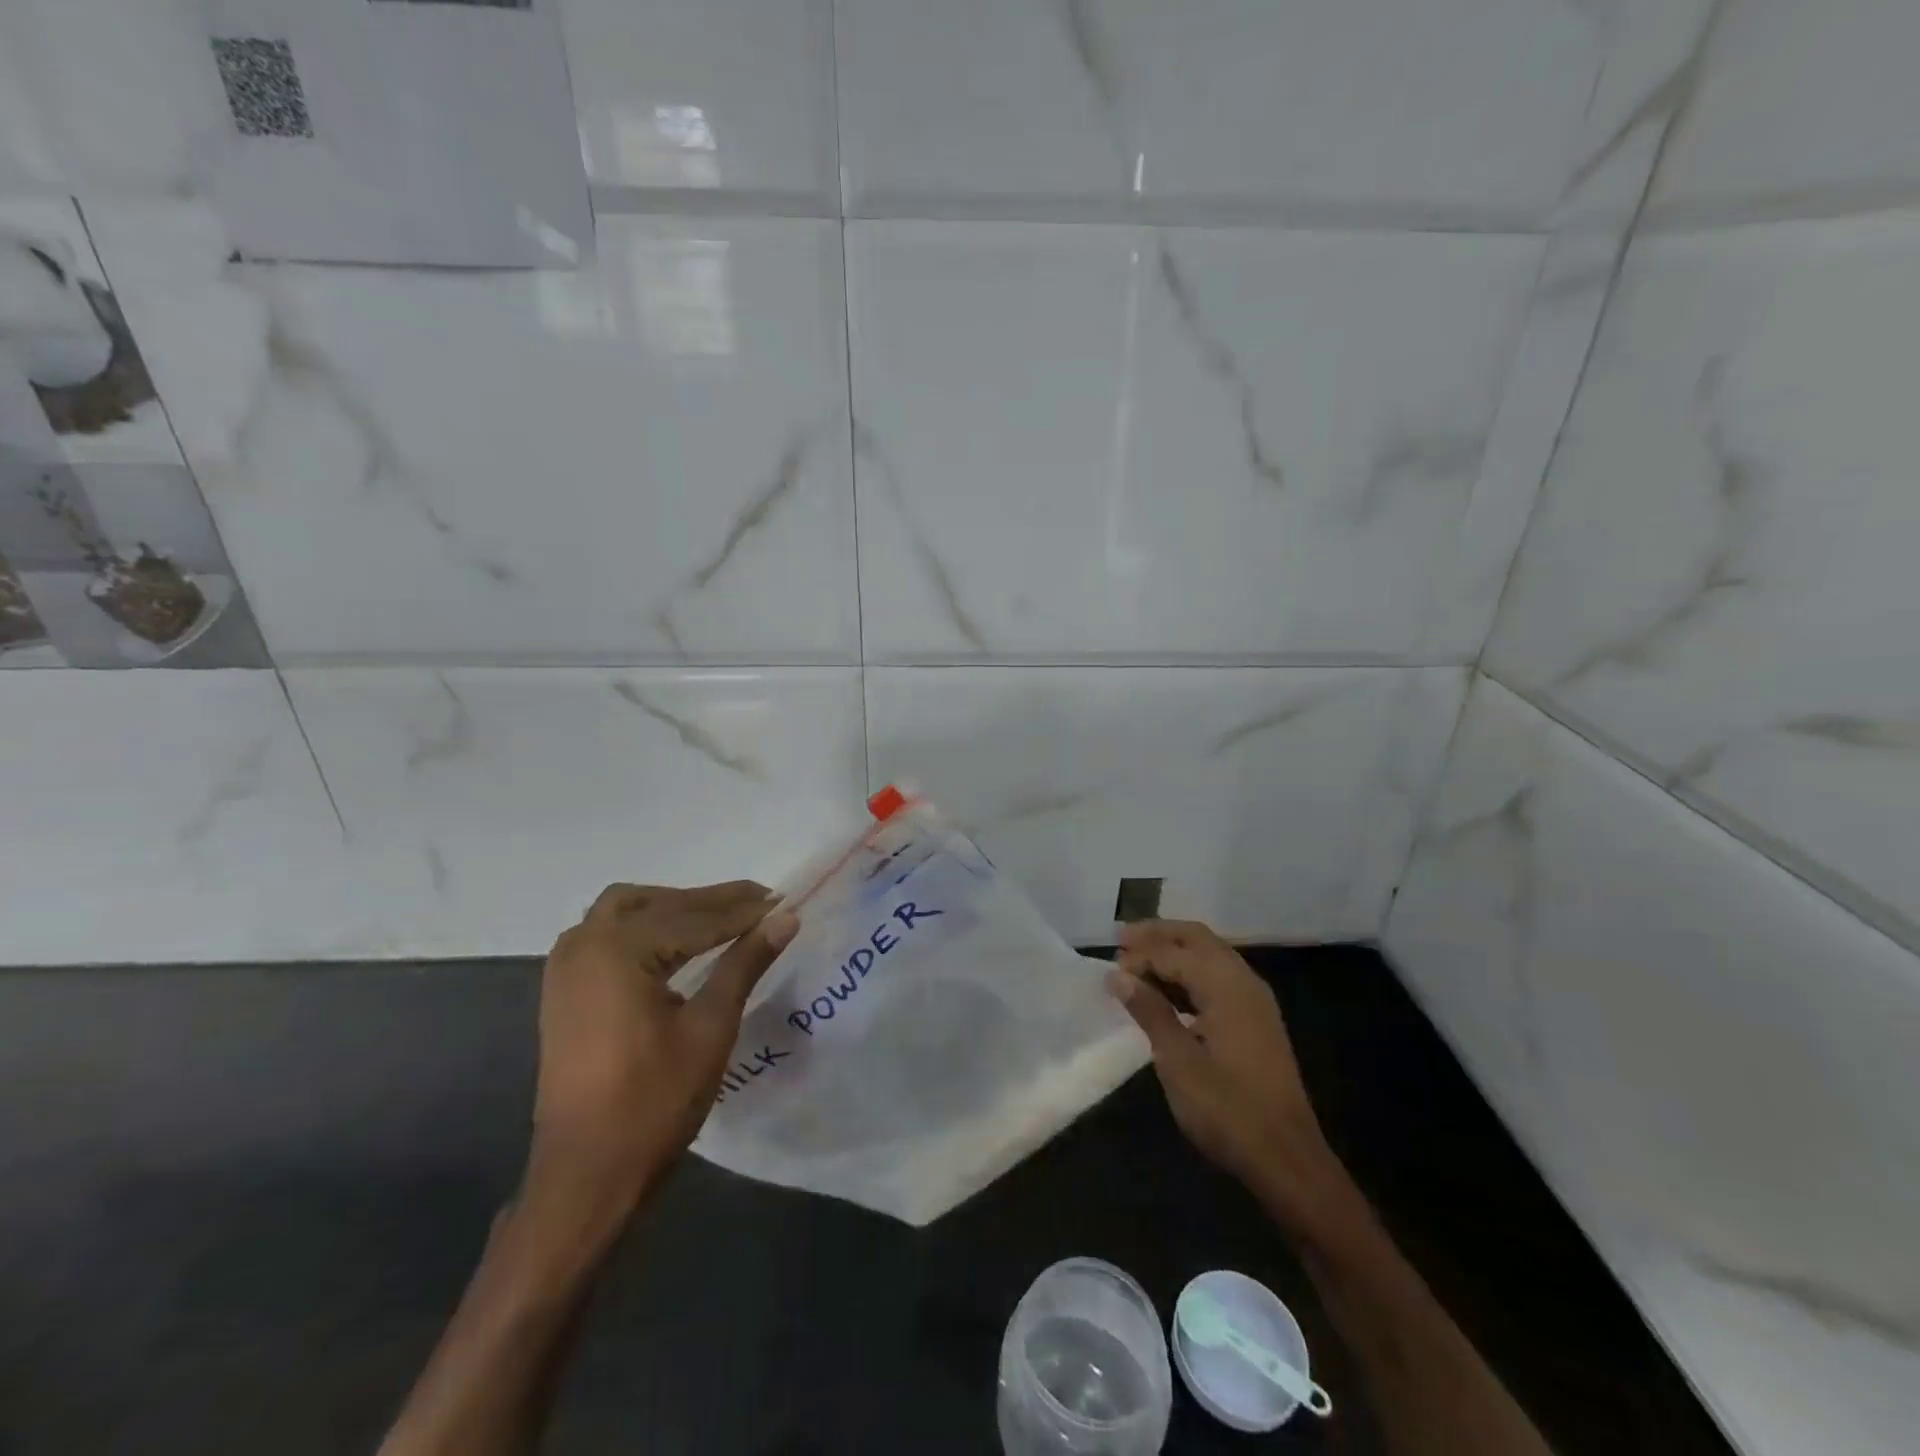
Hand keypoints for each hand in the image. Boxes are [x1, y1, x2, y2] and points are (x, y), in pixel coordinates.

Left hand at [529, 881, 798, 1212]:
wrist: (586, 1176)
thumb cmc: (653, 1101)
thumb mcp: (710, 1027)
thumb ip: (745, 964)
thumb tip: (786, 918)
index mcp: (617, 951)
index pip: (693, 918)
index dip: (743, 911)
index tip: (783, 901)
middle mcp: (583, 945)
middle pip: (657, 904)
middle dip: (710, 902)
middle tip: (759, 904)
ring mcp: (566, 968)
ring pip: (626, 912)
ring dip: (673, 908)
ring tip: (721, 918)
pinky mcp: (563, 991)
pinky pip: (607, 936)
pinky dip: (645, 928)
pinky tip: (674, 944)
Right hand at [1108, 920, 1339, 1227]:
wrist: (1287, 1160)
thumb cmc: (1228, 1111)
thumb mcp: (1178, 1062)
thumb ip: (1149, 1011)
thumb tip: (1118, 975)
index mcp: (1227, 986)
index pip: (1174, 952)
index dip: (1139, 955)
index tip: (1109, 969)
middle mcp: (1245, 982)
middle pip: (1197, 938)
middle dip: (1158, 935)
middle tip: (1122, 940)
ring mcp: (1255, 1000)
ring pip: (1210, 954)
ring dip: (1174, 951)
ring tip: (1138, 963)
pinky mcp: (1257, 1020)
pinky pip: (1219, 976)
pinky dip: (1190, 972)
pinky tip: (1168, 991)